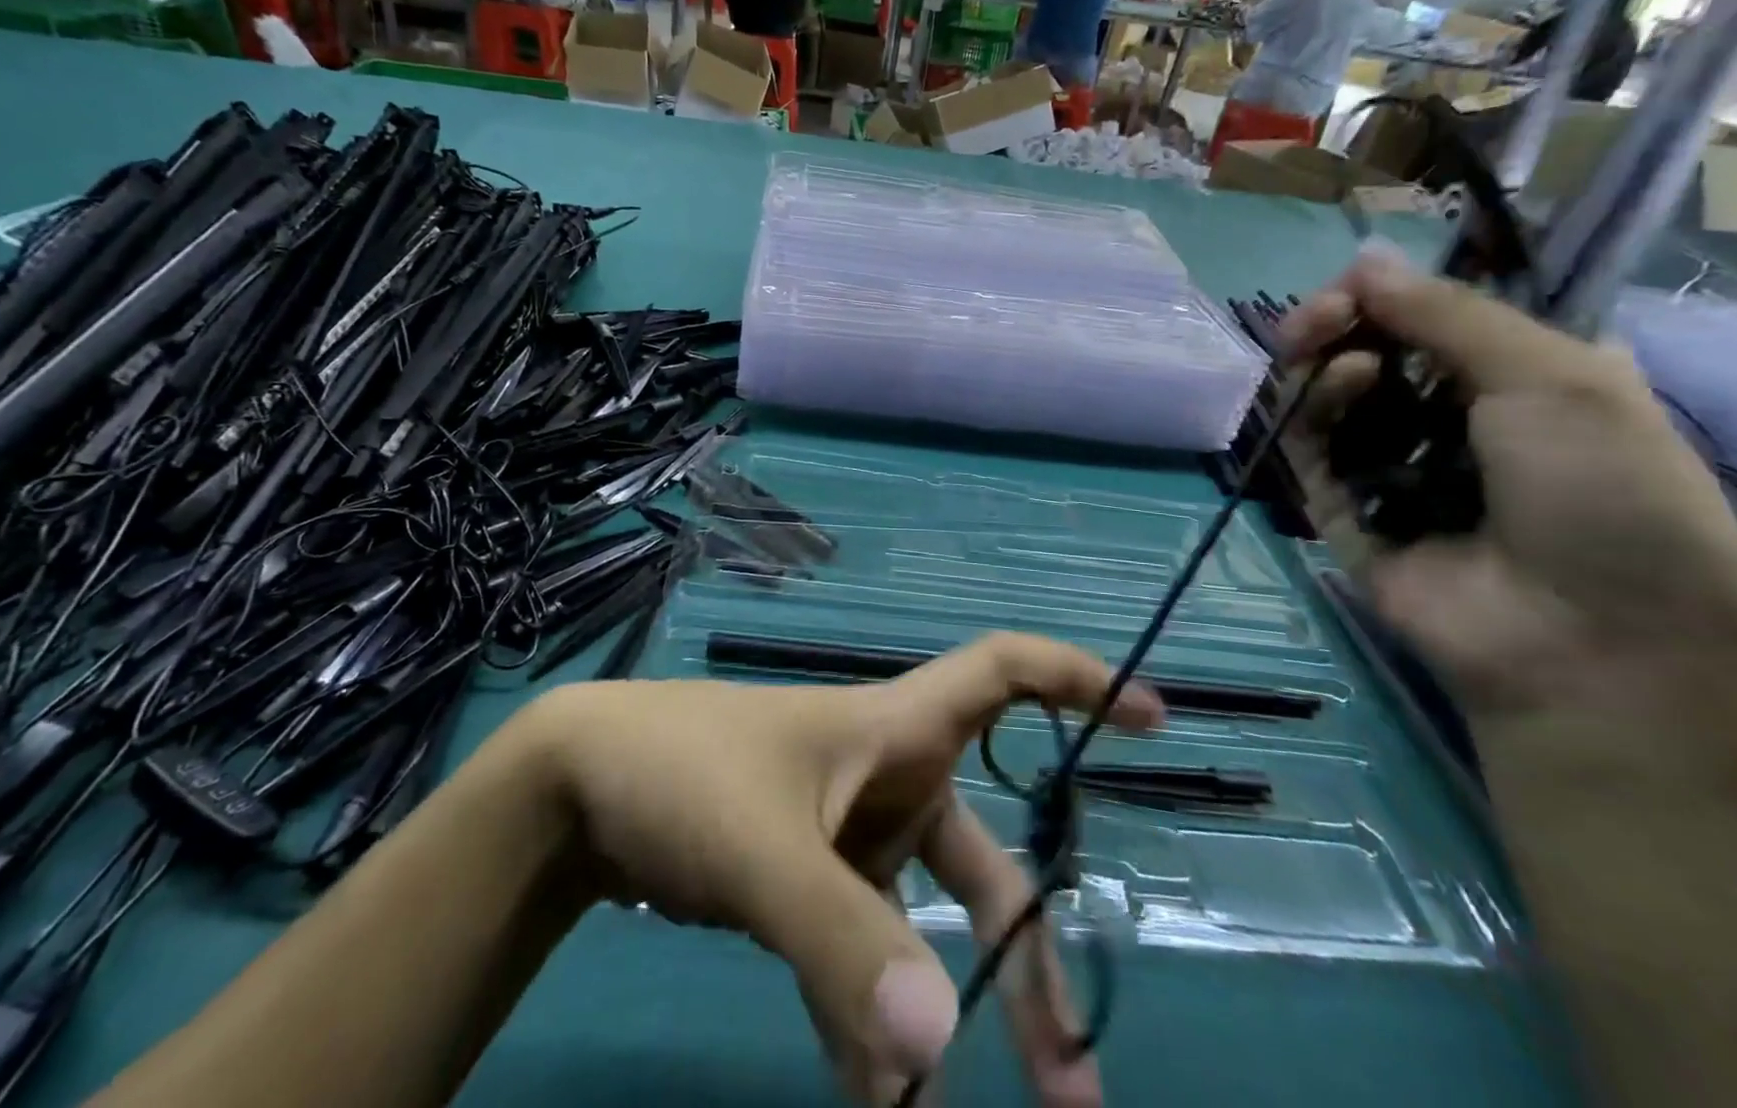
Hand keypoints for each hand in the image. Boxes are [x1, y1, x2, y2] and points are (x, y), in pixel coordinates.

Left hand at [521, 634, 1162, 1105]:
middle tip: (1073, 1081)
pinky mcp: (810, 876)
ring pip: (929, 917)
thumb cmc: (682, 774)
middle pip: (986, 855)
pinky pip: (864, 951)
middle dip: (1027, 954)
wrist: (584, 783)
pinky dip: (871, 1023)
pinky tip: (868, 1100)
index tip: (1152, 716)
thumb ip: (842, 942)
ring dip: (947, 1009)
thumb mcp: (761, 851)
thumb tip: (940, 1052)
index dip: (1078, 679)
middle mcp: (887, 773)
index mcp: (892, 728)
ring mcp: (849, 828)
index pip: (1002, 672)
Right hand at [1280, 251, 1736, 717]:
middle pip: (1362, 351)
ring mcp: (1384, 462)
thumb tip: (1361, 258)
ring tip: (1335, 350)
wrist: (1582, 637)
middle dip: (1337, 322)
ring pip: (1325, 394)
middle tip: (1324, 314)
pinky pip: (1307, 444)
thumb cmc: (1602, 493)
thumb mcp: (1554, 377)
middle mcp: (1441, 417)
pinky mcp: (1338, 502)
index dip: (1383, 296)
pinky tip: (1337, 385)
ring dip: (1323, 359)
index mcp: (1510, 382)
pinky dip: (1312, 407)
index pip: (1424, 321)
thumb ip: (1448, 313)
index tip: (1358, 286)